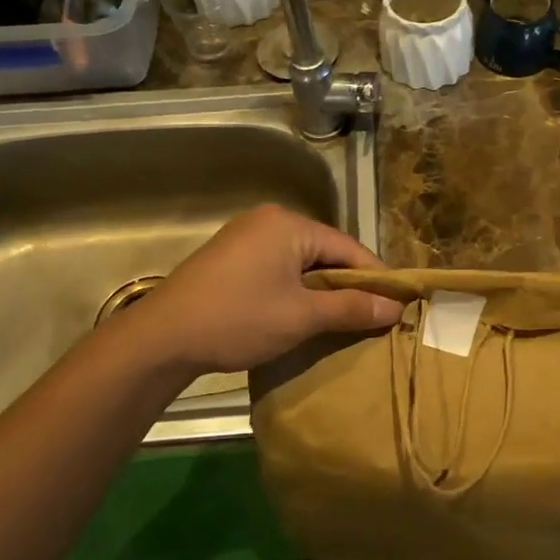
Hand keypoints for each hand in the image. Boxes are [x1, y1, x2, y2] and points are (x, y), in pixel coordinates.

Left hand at [127, 205, 400, 374]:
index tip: (398, 306)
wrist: (162, 338)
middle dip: (348, 285)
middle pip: (325, 252)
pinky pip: (278, 268)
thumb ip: (352, 308)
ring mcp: (245, 237)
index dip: (376, 278)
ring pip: (301, 263)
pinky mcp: (230, 258)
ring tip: (341, 321)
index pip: (349, 248)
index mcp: (289, 224)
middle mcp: (269, 220)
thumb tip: (397, 308)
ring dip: (322, 290)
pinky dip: (296, 290)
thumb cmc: (238, 319)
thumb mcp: (302, 316)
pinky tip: (302, 315)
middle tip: (371, 317)